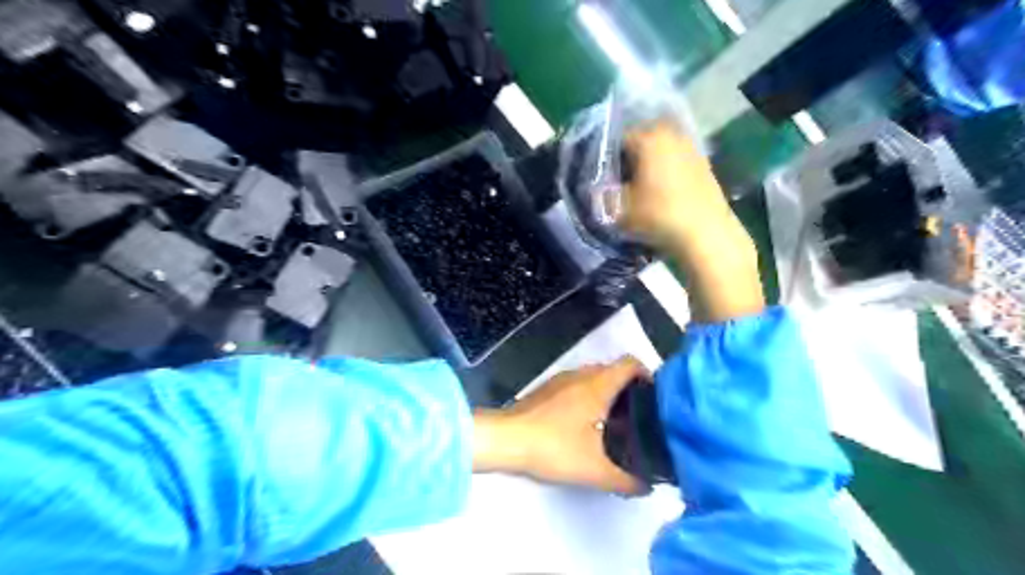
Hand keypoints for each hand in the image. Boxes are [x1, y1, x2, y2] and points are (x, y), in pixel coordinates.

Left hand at [472, 356, 647, 492]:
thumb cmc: (553, 447)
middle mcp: (581, 374)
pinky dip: (587, 399)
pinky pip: (577, 387)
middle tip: (639, 420)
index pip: (631, 363)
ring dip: (607, 396)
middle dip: (629, 392)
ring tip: (615, 425)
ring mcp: (561, 380)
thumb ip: (626, 480)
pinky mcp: (546, 390)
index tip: (654, 399)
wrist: (505, 439)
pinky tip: (585, 427)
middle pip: (614, 371)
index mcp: (598, 384)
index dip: (647, 376)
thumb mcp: (594, 470)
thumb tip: (647, 486)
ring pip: (594, 379)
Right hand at [616, 119, 759, 322]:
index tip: (602, 180)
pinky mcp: (702, 161)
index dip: (606, 160)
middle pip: (639, 141)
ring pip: (658, 150)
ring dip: (646, 165)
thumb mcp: (619, 208)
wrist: (705, 233)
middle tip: (619, 183)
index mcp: (647, 138)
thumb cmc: (658, 215)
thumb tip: (596, 186)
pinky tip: (660, 191)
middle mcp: (670, 133)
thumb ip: (603, 193)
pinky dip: (664, 170)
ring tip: (639, 188)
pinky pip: (673, 159)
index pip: (616, 140)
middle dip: (627, 159)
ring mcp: (689, 145)